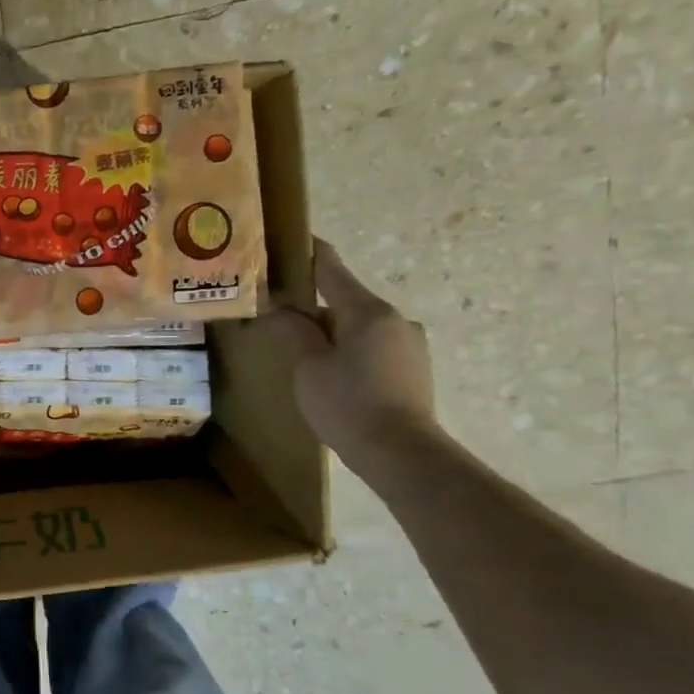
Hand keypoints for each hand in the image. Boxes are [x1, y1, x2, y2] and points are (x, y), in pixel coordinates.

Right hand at [259, 240, 439, 476]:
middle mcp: (395, 319)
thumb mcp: (309, 366)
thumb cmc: (348, 404)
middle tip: (280, 316)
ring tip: (304, 355)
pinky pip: (373, 348)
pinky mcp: (414, 369)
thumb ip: (294, 331)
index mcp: (367, 311)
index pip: (332, 269)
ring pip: (359, 327)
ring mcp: (410, 344)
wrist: (401, 453)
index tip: (291, 240)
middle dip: (314, 306)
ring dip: (333, 333)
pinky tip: (333, 376)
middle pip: (345, 301)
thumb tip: (280, 308)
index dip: (310, 253)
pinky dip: (350, 351)